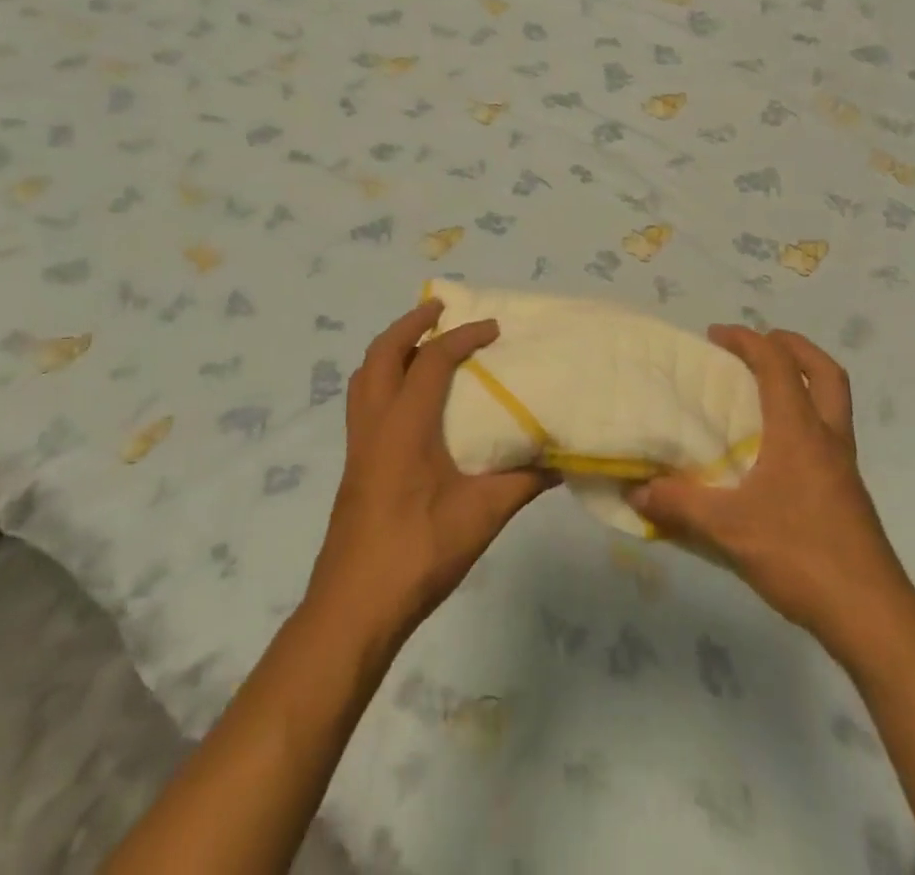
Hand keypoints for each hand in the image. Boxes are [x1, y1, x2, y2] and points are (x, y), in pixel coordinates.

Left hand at [305, 300, 553, 645]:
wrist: (355, 606)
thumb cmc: (419, 553)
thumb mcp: (481, 516)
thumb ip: (522, 482)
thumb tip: (560, 458)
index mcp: (404, 424)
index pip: (432, 360)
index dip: (464, 337)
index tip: (494, 328)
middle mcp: (374, 422)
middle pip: (383, 352)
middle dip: (412, 324)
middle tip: (442, 309)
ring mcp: (358, 443)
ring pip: (366, 374)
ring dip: (392, 348)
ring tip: (421, 342)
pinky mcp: (354, 463)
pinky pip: (364, 399)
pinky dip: (383, 377)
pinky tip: (408, 398)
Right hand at [627, 326, 914, 671]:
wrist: (874, 619)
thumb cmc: (802, 557)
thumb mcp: (729, 531)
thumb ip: (679, 505)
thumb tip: (635, 491)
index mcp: (800, 432)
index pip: (778, 365)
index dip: (747, 340)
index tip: (715, 335)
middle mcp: (828, 439)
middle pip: (825, 372)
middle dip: (793, 346)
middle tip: (759, 344)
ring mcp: (844, 468)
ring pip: (832, 404)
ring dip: (803, 382)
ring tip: (763, 391)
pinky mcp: (848, 495)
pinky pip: (828, 435)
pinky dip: (804, 420)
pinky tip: (775, 451)